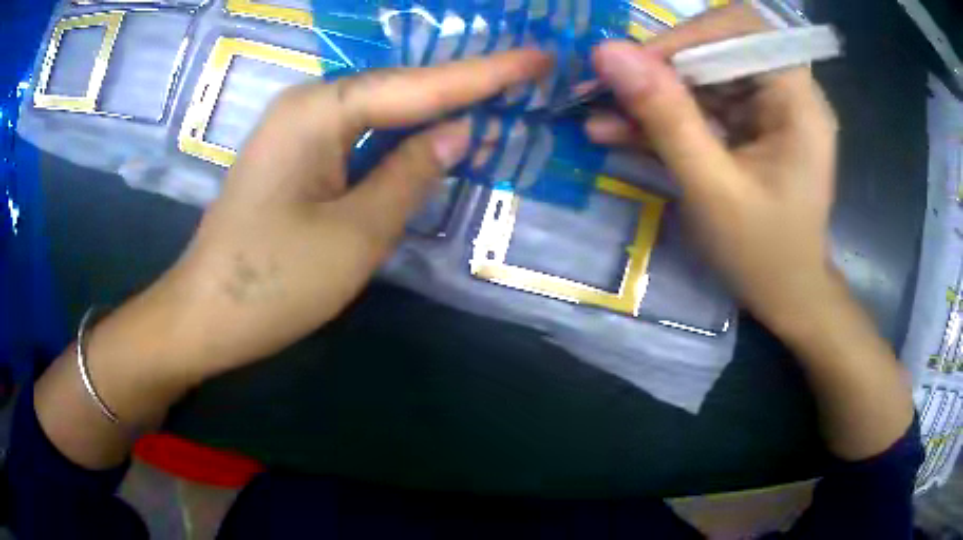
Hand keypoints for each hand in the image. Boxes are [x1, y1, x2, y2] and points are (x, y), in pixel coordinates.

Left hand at [99, 50, 551, 390]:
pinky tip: (436, 133)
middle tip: (527, 74)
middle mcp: (308, 105)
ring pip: (382, 110)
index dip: (486, 72)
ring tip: (499, 97)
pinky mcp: (297, 158)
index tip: (539, 57)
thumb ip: (410, 174)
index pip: (419, 85)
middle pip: (400, 87)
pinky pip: (361, 135)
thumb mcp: (354, 235)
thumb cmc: (272, 284)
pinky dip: (402, 136)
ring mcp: (298, 130)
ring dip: (436, 108)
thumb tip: (459, 131)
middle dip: (465, 83)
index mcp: (318, 111)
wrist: (205, 317)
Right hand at [587, 5, 838, 332]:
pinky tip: (618, 131)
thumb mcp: (713, 190)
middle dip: (660, 67)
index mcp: (797, 103)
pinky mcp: (749, 126)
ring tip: (600, 115)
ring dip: (651, 94)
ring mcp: (767, 110)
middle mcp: (786, 94)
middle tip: (606, 88)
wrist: (787, 297)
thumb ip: (666, 118)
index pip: (744, 31)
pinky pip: (701, 105)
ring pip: (701, 76)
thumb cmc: (763, 255)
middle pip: (718, 48)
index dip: (689, 36)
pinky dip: (662, 117)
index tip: (637, 64)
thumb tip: (608, 53)